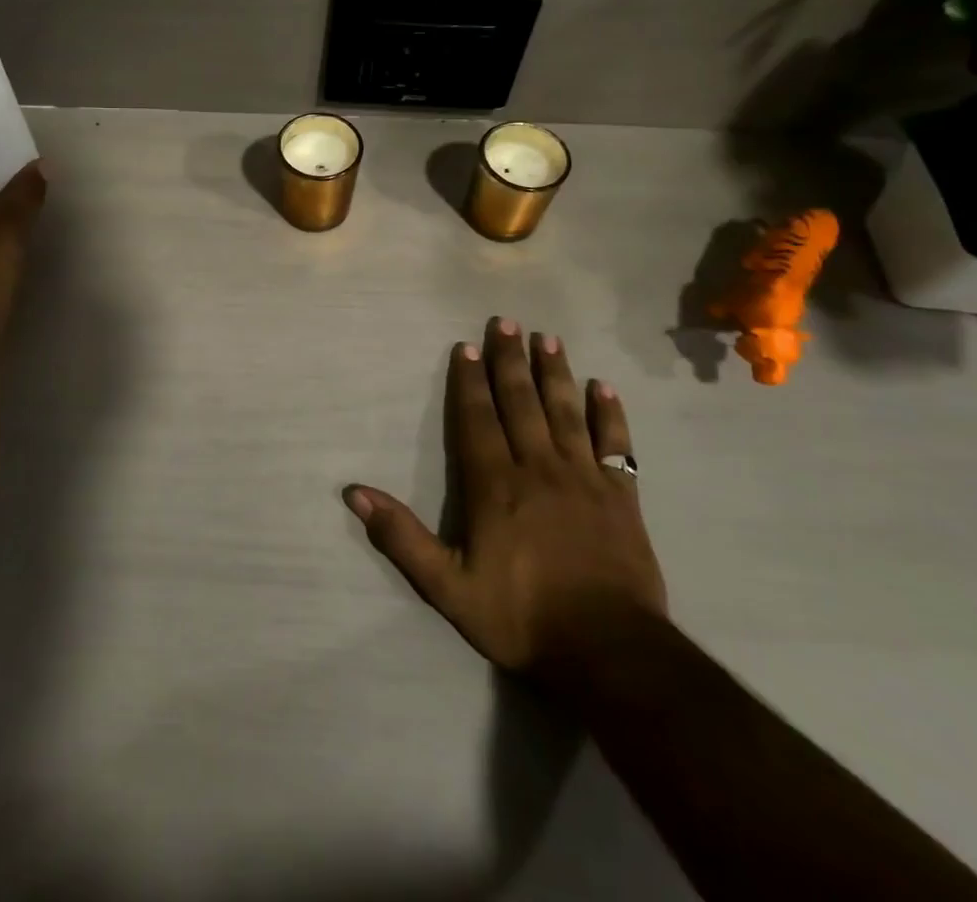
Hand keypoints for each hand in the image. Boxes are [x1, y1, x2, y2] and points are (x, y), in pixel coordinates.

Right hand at [345, 319, 665, 684]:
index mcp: (495, 485)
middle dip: (510, 361)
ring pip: (566, 412)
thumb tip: (354, 493)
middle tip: (507, 322)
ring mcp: (584, 479)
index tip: (467, 347)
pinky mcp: (622, 498)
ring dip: (555, 374)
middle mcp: (538, 468)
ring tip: (548, 339)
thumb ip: (402, 537)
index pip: (478, 419)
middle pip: (521, 402)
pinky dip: (610, 415)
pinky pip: (616, 445)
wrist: (610, 654)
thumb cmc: (522, 617)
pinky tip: (605, 388)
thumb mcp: (448, 588)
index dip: (469, 382)